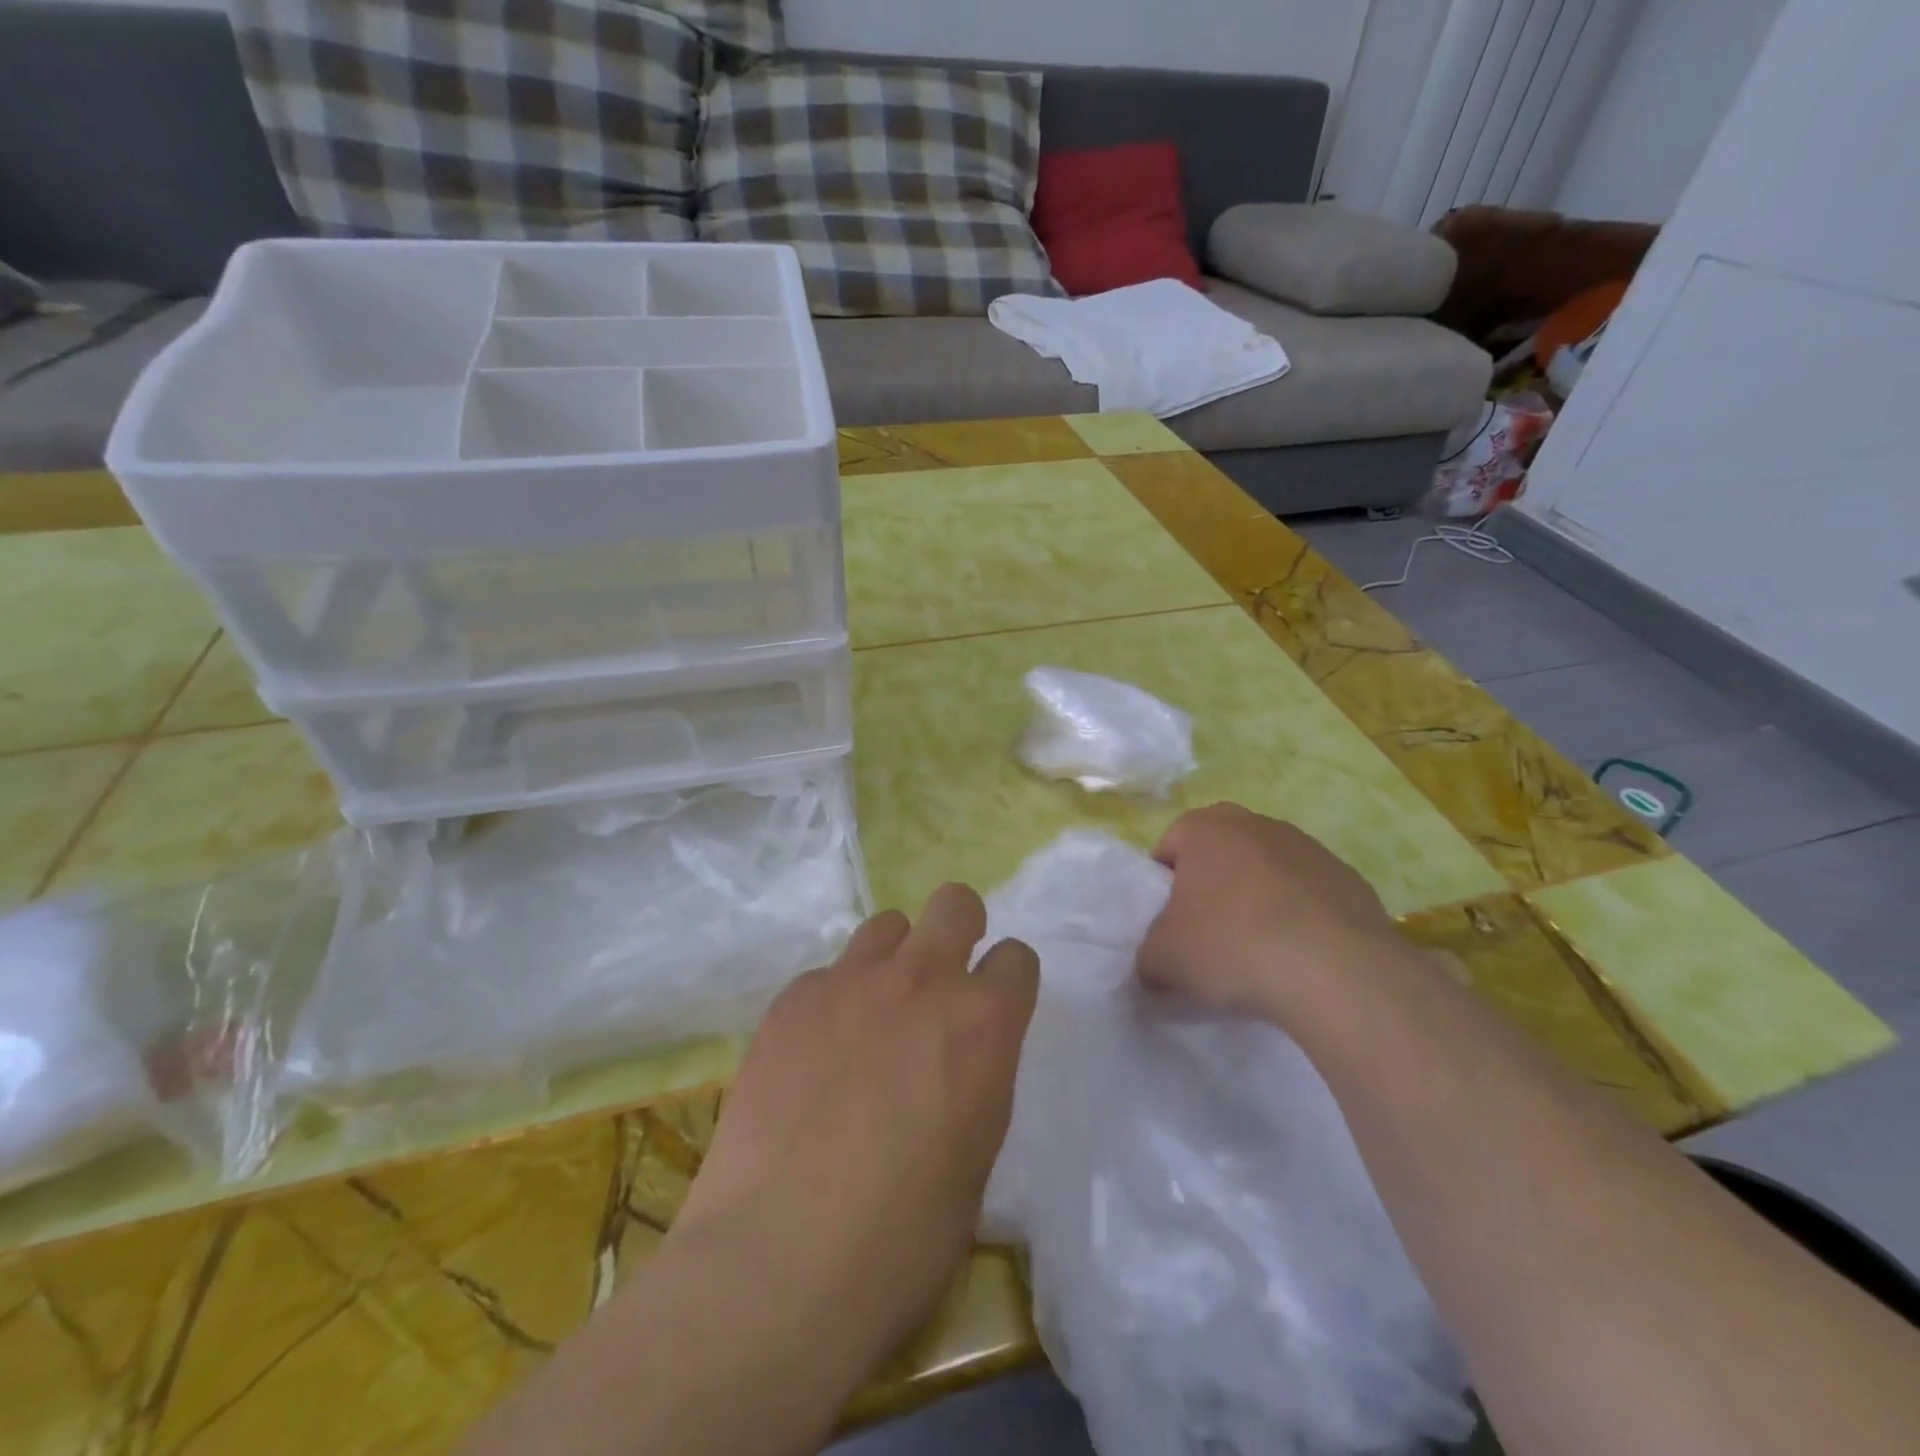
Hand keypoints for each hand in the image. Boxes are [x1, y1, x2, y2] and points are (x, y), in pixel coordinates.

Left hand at [668, 884, 1039, 1377]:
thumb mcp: (975, 1159)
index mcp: (982, 1023)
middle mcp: (921, 981)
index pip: (1017, 957)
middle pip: (954, 902)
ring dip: (893, 960)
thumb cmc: (901, 1239)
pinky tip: (814, 1059)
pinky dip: (832, 1002)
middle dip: (958, 930)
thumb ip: (977, 1080)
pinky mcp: (792, 1000)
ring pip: (886, 926)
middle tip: (939, 985)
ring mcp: (849, 982)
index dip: (1008, 982)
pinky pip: (826, 975)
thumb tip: (958, 1060)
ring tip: (872, 1017)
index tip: (994, 1010)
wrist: (777, 1263)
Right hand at [1136, 803, 1407, 1023]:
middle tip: (1208, 937)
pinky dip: (1299, 920)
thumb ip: (1148, 954)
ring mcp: (1309, 848)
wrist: (1337, 972)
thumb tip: (1157, 966)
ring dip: (1257, 903)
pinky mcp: (1351, 880)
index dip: (1163, 887)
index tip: (1170, 926)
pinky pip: (1308, 897)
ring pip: (1266, 873)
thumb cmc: (1231, 946)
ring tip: (1258, 953)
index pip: (1170, 846)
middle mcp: (1257, 823)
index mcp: (1206, 827)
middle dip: (1212, 890)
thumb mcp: (1162, 959)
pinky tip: (1299, 958)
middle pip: (1220, 855)